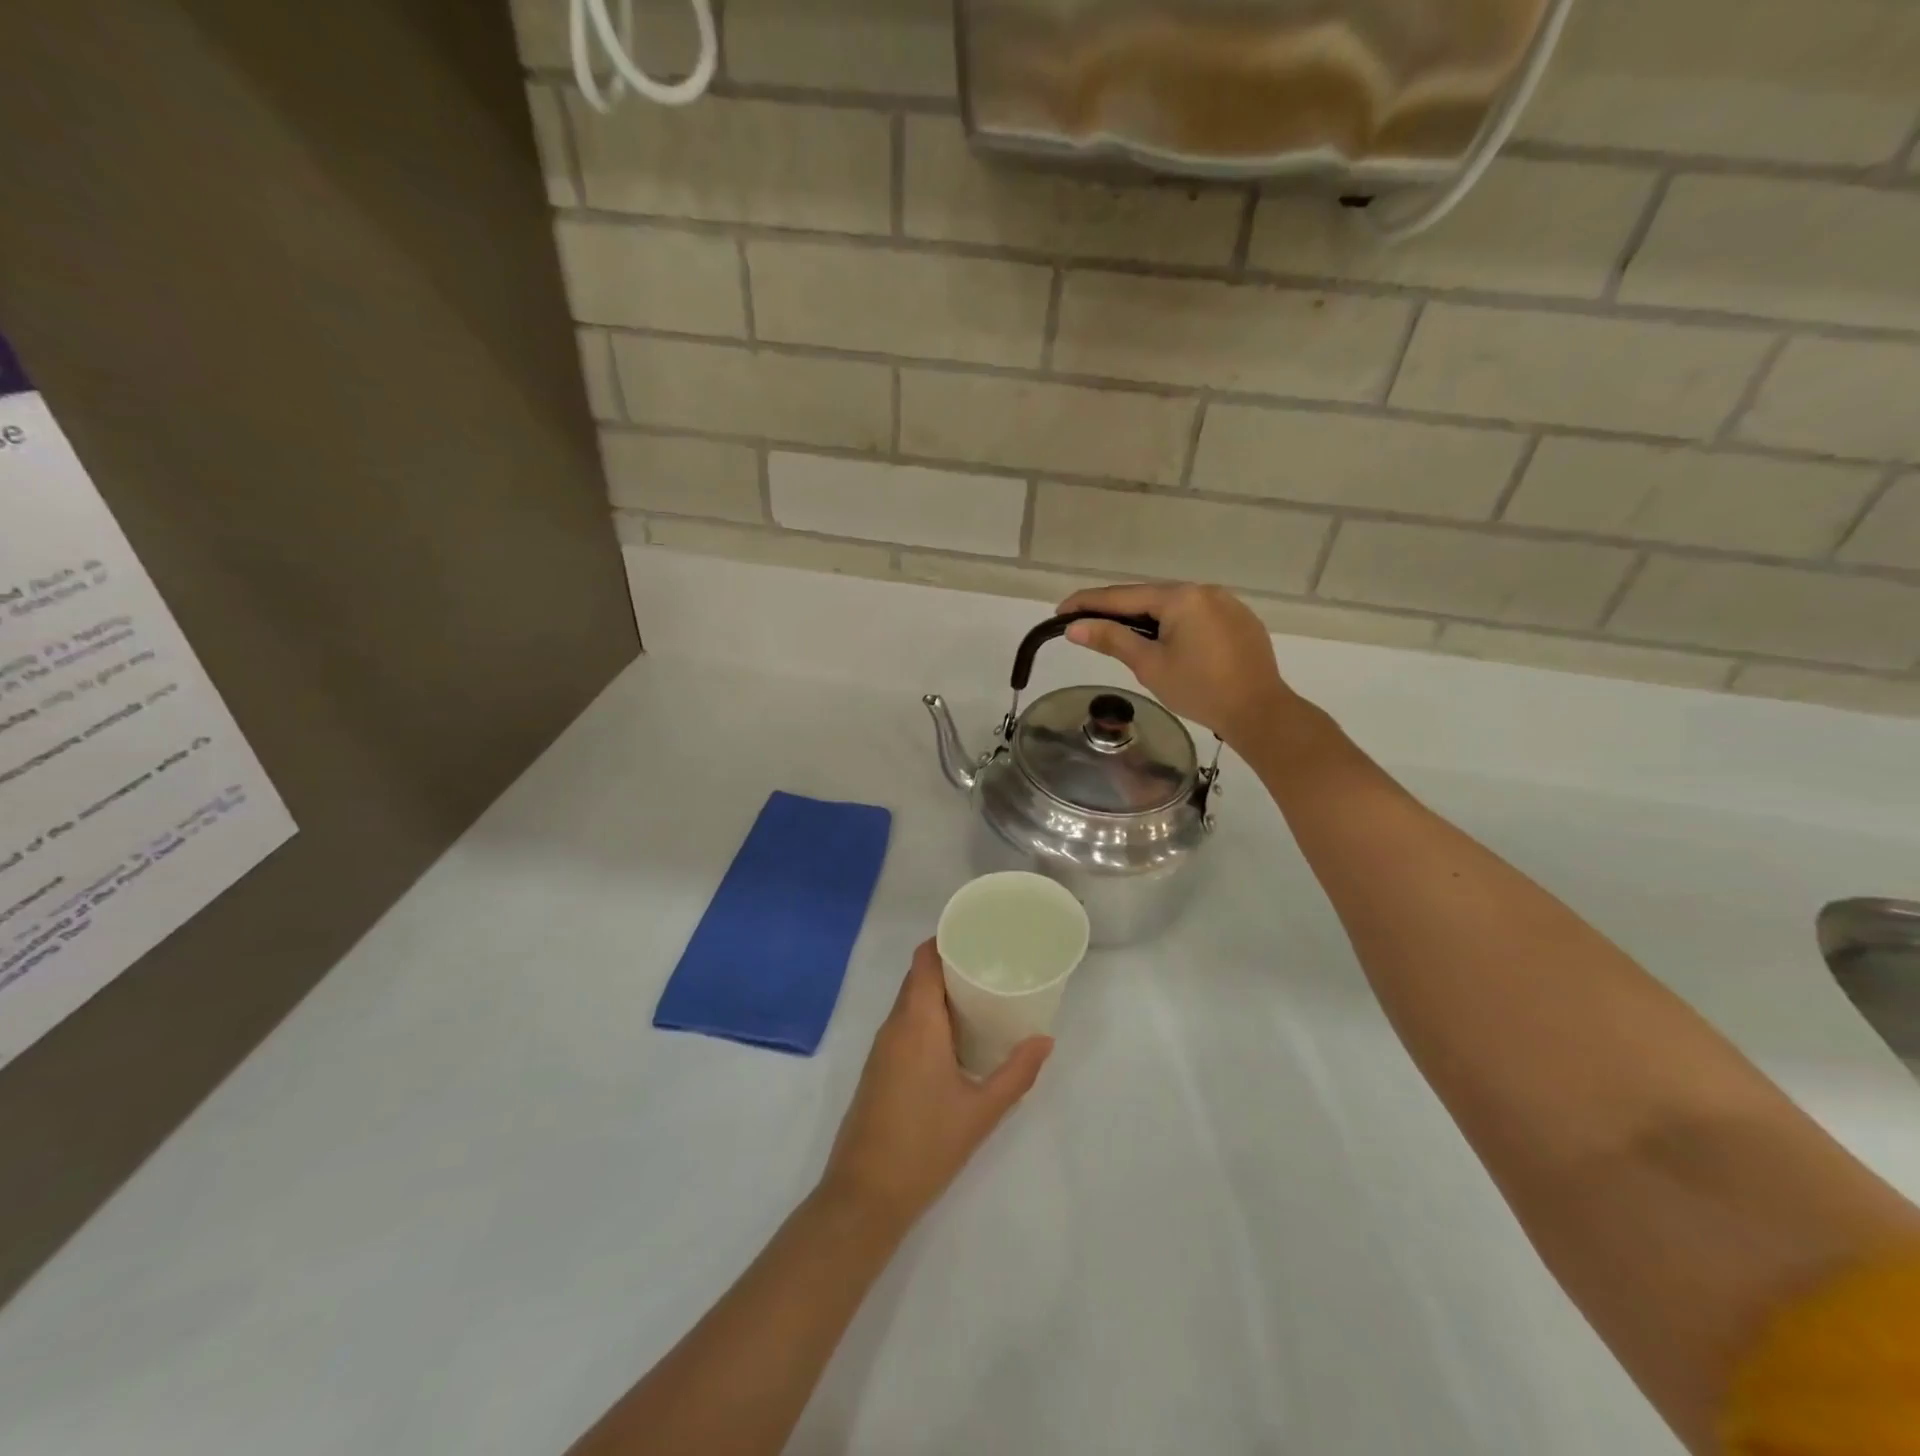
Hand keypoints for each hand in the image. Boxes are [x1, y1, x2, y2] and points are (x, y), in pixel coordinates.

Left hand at [821, 941, 1051, 1232]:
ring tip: (980, 993)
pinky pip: (904, 1024)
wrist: (865, 1195)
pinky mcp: (879, 1068)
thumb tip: (1044, 1040)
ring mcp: (882, 1048)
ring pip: (910, 1001)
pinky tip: (956, 1034)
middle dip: (950, 964)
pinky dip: (928, 1015)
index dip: (945, 939)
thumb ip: (1016, 1072)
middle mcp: (894, 1026)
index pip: (924, 960)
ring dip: (939, 991)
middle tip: (990, 963)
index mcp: (916, 1023)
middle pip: (918, 977)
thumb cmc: (926, 1146)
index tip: (977, 934)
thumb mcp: (982, 1111)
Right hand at [1058, 582, 1300, 747]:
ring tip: (1123, 636)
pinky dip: (1174, 625)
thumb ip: (1112, 640)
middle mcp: (1204, 590)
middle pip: (1149, 597)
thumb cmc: (1199, 690)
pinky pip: (1197, 615)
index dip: (1088, 603)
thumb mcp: (1149, 665)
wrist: (1259, 711)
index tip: (1060, 611)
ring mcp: (1227, 603)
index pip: (1122, 596)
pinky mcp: (1240, 620)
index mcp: (1180, 597)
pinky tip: (1167, 643)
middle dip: (1117, 610)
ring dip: (1146, 617)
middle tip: (1087, 625)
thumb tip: (1074, 627)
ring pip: (1174, 606)